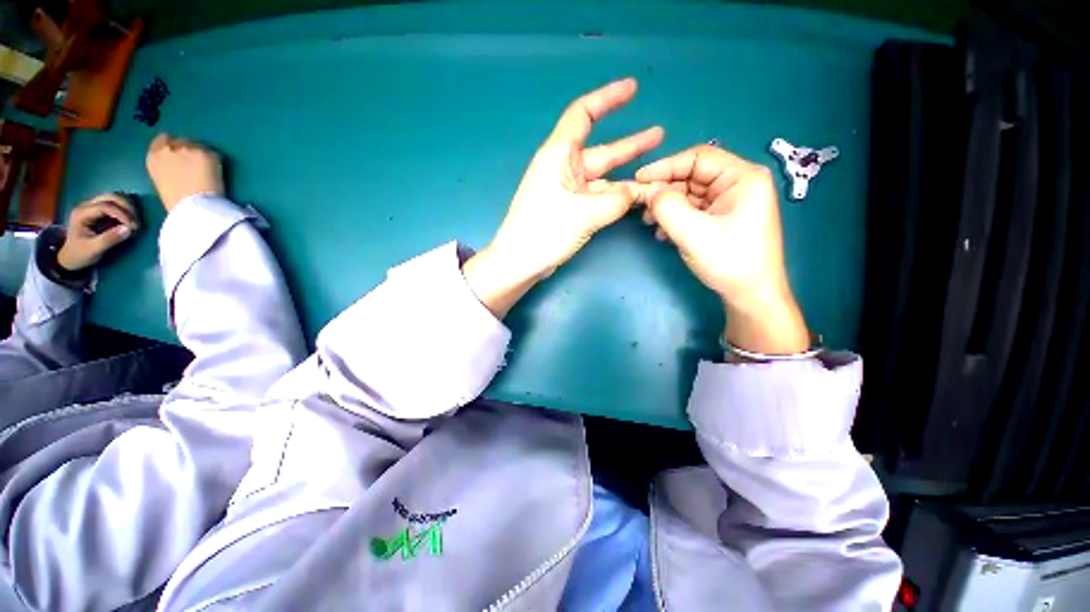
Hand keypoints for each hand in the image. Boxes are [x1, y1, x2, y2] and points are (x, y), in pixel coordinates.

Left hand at [57, 194, 138, 271]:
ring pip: (114, 197)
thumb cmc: (80, 254)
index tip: (133, 227)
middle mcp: (86, 206)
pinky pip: (115, 203)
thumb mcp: (94, 249)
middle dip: (127, 207)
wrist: (71, 256)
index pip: (105, 206)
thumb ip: (109, 239)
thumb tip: (128, 229)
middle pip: (110, 197)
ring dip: (127, 207)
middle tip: (136, 222)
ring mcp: (92, 207)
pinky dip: (125, 209)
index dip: (122, 214)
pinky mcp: (99, 210)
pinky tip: (129, 219)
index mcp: (82, 214)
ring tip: (134, 221)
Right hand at [146, 134, 223, 211]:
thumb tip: (177, 166)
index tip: (181, 153)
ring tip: (207, 171)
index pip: (163, 140)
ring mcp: (189, 148)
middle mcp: (169, 148)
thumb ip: (167, 167)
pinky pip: (214, 155)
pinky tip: (216, 174)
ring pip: (199, 146)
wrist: (192, 206)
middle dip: (190, 149)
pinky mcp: (207, 153)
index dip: (174, 145)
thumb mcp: (161, 180)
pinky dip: (216, 163)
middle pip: (182, 141)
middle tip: (198, 163)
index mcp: (153, 157)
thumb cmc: (175, 202)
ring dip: (203, 155)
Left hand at [465, 78, 662, 316]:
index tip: (632, 88)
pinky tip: (635, 196)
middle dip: (630, 144)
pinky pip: (597, 196)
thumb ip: (617, 201)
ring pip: (602, 177)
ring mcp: (567, 190)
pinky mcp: (570, 209)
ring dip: (627, 174)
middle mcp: (563, 168)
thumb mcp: (584, 214)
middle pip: (601, 150)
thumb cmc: (544, 231)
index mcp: (558, 155)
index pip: (583, 114)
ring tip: (656, 168)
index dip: (607, 98)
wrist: (520, 262)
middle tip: (659, 134)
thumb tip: (640, 194)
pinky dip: (615, 196)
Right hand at [636, 144, 808, 354]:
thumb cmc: (729, 261)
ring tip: (650, 223)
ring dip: (667, 206)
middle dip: (665, 190)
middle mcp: (737, 184)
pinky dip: (675, 218)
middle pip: (692, 176)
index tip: (639, 179)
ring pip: (689, 194)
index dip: (665, 165)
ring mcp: (729, 202)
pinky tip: (663, 233)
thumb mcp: (693, 233)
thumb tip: (648, 191)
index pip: (698, 158)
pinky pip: (693, 210)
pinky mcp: (721, 218)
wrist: (750, 295)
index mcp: (742, 177)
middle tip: (641, 206)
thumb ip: (667, 207)